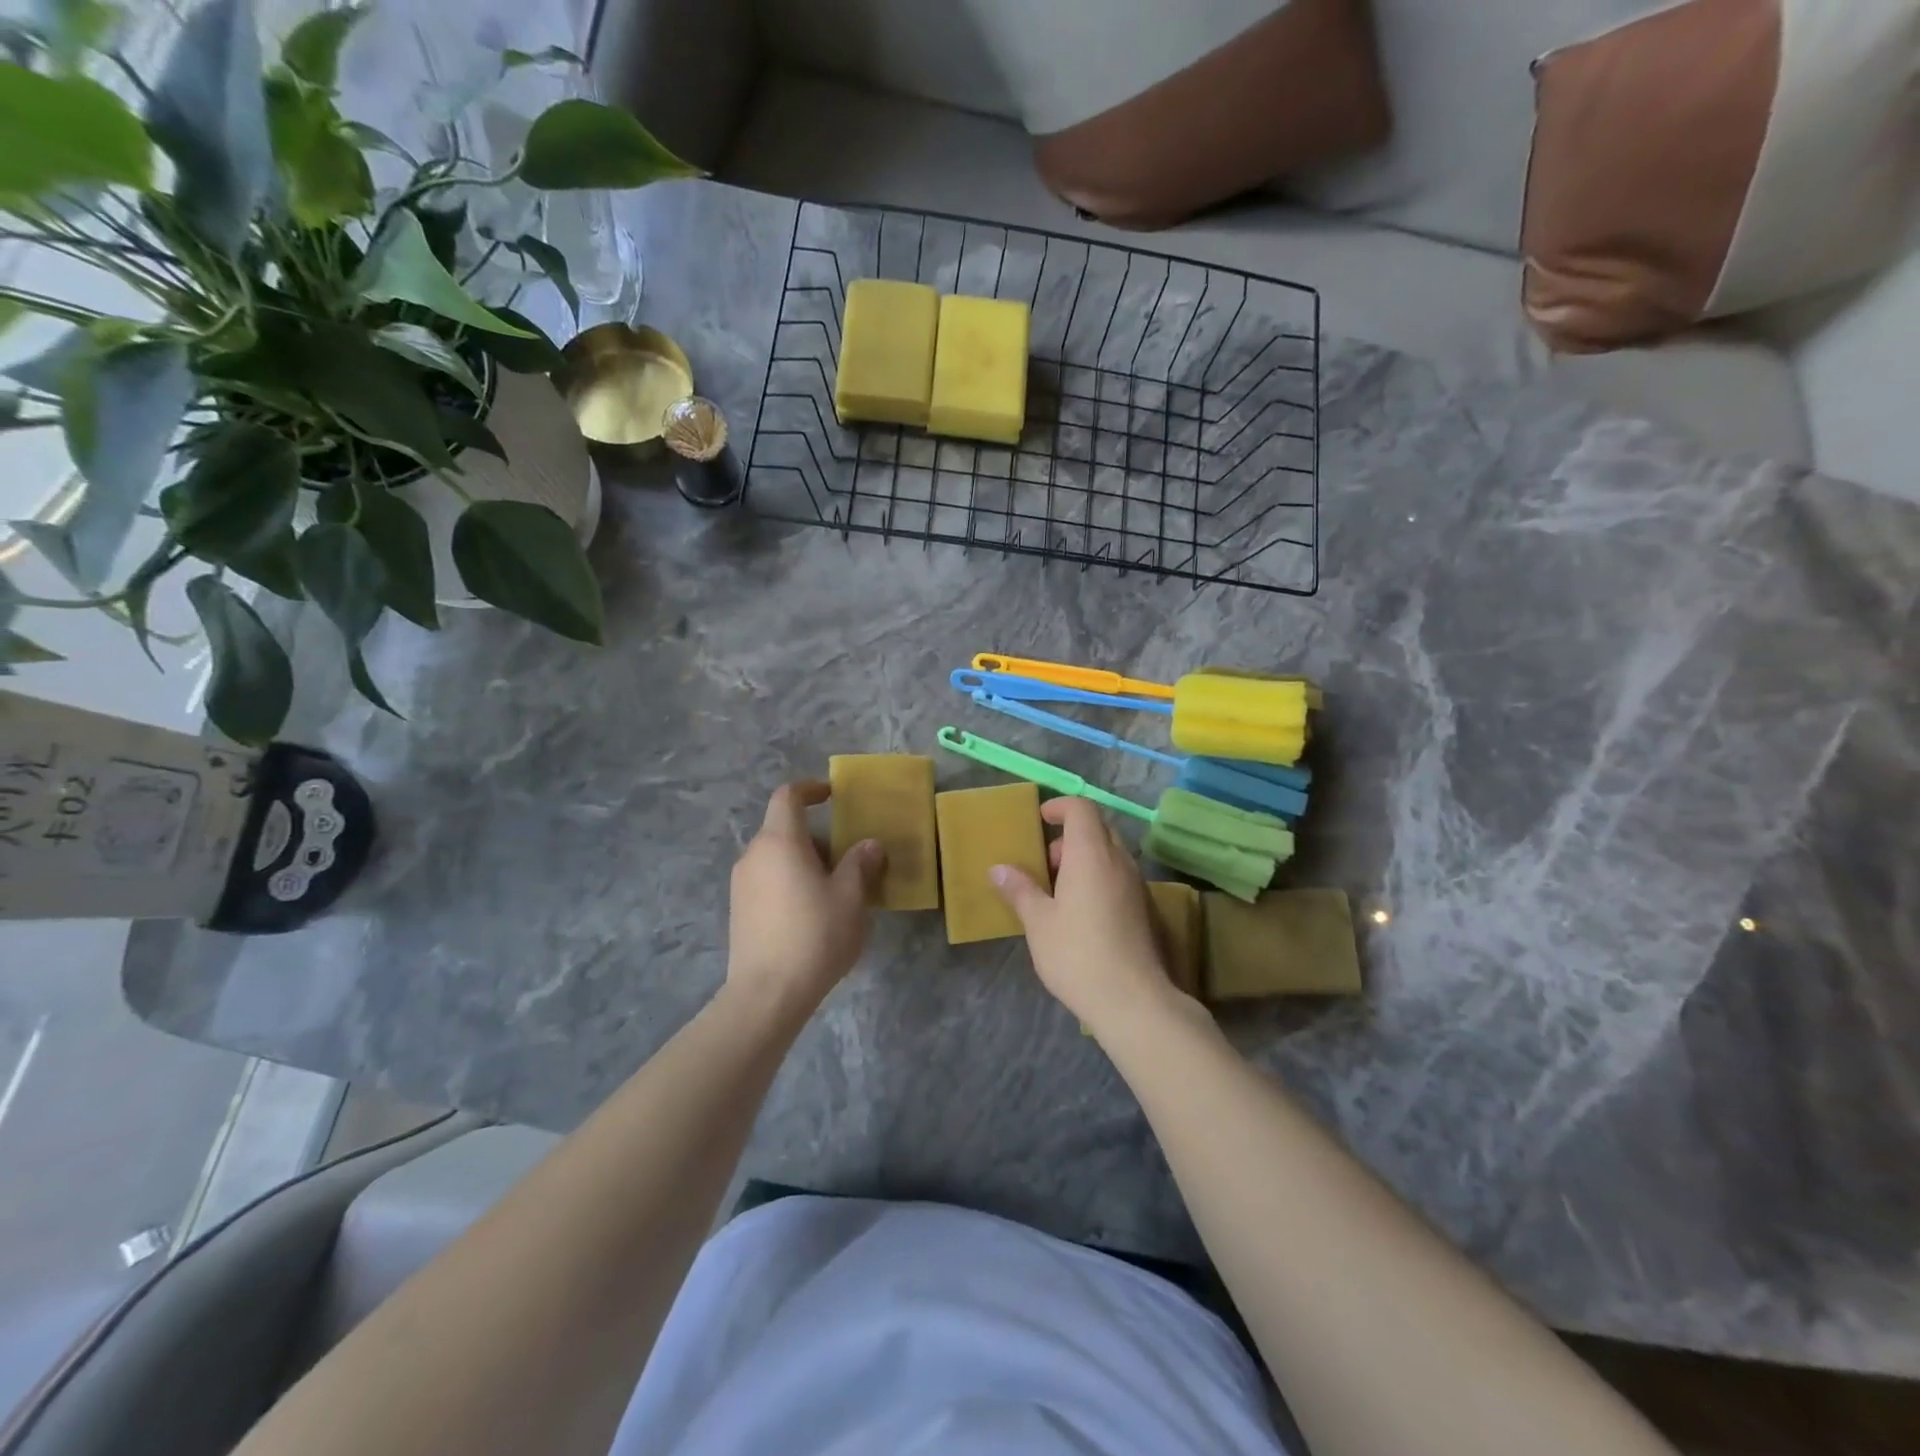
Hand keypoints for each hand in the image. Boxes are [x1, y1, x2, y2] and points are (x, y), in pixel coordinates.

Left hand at [727, 781, 884, 1013]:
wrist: (767, 994)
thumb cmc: (814, 935)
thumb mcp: (851, 897)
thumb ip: (860, 864)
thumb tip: (869, 845)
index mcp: (779, 841)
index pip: (788, 797)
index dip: (810, 789)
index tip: (833, 795)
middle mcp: (754, 855)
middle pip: (784, 830)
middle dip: (818, 838)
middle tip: (850, 860)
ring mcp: (741, 885)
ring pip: (777, 858)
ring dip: (806, 863)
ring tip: (836, 892)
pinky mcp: (738, 911)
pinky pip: (768, 881)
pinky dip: (791, 883)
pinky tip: (812, 915)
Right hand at [989, 797, 1187, 1036]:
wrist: (1133, 1000)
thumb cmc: (1077, 953)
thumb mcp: (1038, 922)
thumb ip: (1020, 890)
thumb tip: (999, 869)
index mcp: (1091, 854)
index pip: (1082, 808)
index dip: (1060, 807)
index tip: (1040, 819)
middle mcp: (1119, 861)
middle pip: (1098, 829)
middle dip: (1070, 837)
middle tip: (1045, 864)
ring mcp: (1136, 885)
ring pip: (1110, 854)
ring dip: (1084, 860)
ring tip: (1057, 892)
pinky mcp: (1145, 909)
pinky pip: (1119, 877)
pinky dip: (1098, 879)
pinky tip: (1080, 913)